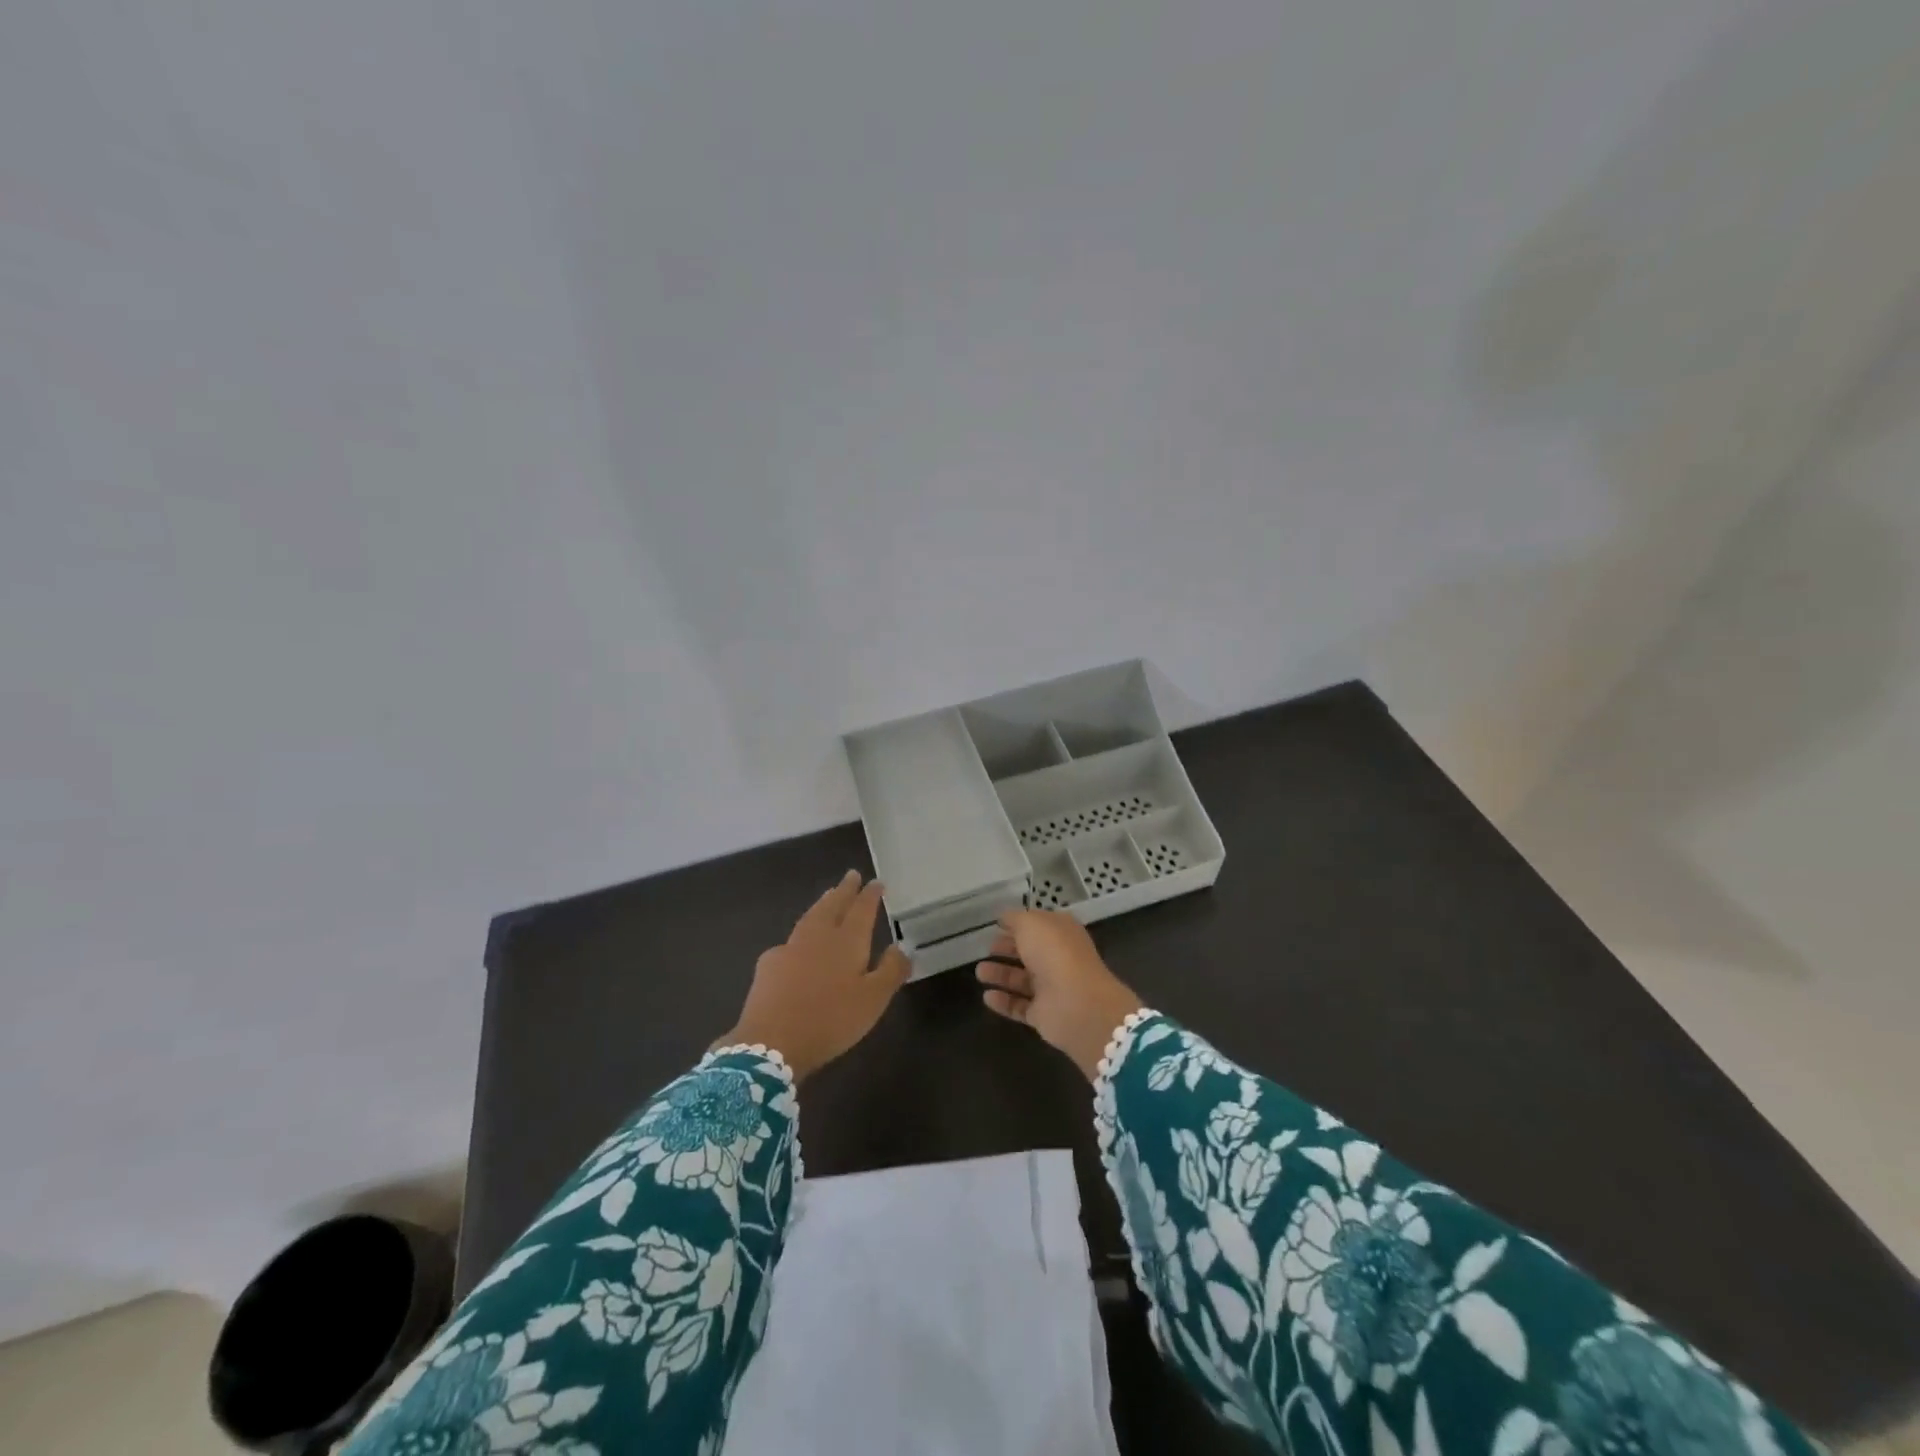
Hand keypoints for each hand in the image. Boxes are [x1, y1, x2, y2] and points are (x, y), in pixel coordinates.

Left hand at [717, 871, 909, 1081]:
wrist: (772, 1042)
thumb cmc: (831, 1020)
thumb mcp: (873, 1000)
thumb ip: (890, 971)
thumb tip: (901, 947)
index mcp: (847, 941)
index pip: (862, 910)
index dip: (870, 895)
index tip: (876, 882)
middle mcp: (819, 936)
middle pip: (833, 905)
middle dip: (844, 890)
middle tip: (851, 875)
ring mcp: (790, 948)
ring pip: (811, 917)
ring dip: (823, 903)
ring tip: (829, 895)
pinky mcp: (769, 965)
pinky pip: (790, 940)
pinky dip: (800, 933)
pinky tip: (798, 944)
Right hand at [975, 910, 1143, 1080]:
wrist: (1077, 1003)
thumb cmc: (1054, 953)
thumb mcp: (1031, 923)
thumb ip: (1015, 919)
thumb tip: (1005, 918)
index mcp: (1061, 933)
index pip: (1038, 925)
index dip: (1018, 924)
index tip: (997, 925)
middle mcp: (1058, 959)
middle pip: (1029, 952)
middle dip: (1008, 949)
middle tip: (987, 948)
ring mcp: (1052, 988)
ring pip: (1022, 979)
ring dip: (1001, 974)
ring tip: (979, 972)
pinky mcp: (1043, 1015)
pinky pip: (1019, 1006)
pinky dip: (1003, 1002)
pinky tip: (986, 997)